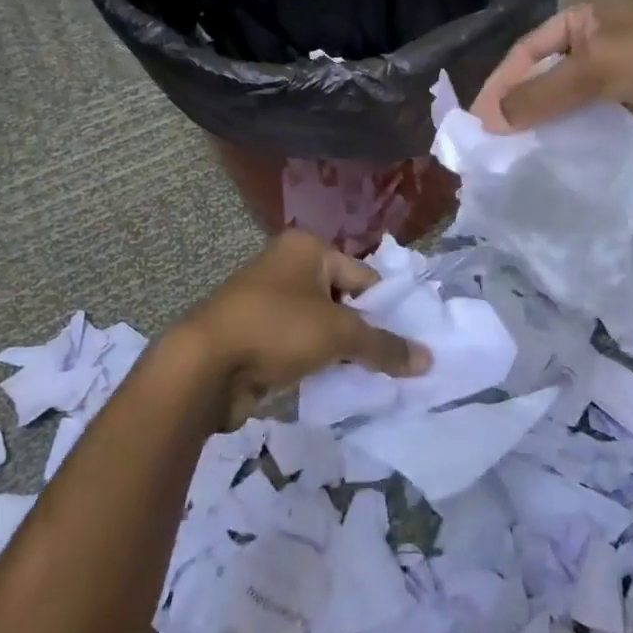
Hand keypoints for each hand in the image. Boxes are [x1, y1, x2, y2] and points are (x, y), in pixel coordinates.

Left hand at [179, 230, 430, 428]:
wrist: (204, 366)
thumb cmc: (278, 329)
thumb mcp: (339, 334)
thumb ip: (384, 346)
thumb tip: (428, 360)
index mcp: (307, 248)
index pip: (363, 277)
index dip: (385, 310)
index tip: (406, 343)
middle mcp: (287, 265)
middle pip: (342, 300)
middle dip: (363, 332)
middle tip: (391, 363)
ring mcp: (268, 299)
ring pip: (321, 324)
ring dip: (340, 350)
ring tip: (367, 378)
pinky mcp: (256, 333)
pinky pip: (299, 343)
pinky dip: (315, 361)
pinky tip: (333, 384)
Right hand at [472, 0, 632, 152]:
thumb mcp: (597, 65)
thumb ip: (542, 93)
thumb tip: (492, 120)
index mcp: (587, 17)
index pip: (528, 49)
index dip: (501, 82)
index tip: (478, 120)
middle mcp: (600, 45)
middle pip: (546, 78)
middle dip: (520, 109)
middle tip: (491, 147)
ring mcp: (620, 80)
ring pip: (570, 107)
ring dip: (547, 130)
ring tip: (515, 163)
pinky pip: (596, 130)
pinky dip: (576, 145)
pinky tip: (554, 168)